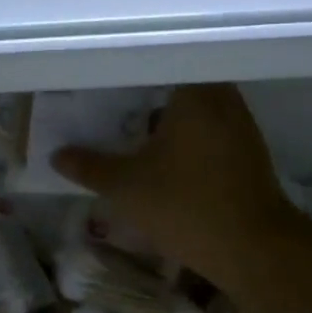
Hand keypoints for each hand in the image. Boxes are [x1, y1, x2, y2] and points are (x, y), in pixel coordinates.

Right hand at [50, 84, 297, 281]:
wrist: (253, 249)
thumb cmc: (186, 204)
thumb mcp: (127, 187)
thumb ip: (91, 166)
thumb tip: (57, 155)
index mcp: (194, 91)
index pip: (159, 63)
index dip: (131, 72)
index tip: (108, 81)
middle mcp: (223, 98)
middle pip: (179, 86)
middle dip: (149, 97)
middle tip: (116, 107)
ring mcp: (241, 125)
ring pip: (197, 111)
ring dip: (171, 120)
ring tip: (137, 133)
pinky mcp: (250, 152)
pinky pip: (212, 132)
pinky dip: (190, 139)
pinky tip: (168, 159)